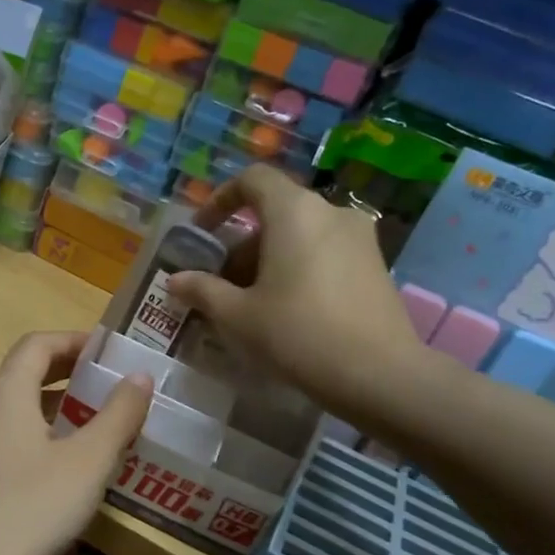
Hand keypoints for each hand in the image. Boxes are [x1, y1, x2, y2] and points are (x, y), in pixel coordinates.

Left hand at [0, 331, 151, 554]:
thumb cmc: (31, 508)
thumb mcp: (88, 462)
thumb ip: (118, 415)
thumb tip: (139, 376)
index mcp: (4, 392)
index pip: (37, 344)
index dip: (73, 340)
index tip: (106, 351)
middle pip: (20, 373)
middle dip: (63, 372)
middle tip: (102, 384)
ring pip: (7, 407)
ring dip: (46, 405)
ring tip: (84, 424)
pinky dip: (27, 433)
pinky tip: (50, 466)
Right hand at [166, 165, 424, 418]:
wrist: (379, 375)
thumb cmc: (297, 333)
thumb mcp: (237, 315)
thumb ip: (202, 290)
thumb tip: (175, 280)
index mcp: (294, 211)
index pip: (253, 179)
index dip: (220, 199)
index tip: (202, 233)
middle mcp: (330, 212)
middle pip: (275, 212)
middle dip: (240, 244)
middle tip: (219, 283)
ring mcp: (359, 238)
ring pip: (300, 235)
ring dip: (267, 260)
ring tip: (248, 304)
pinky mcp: (375, 265)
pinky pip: (323, 253)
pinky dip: (297, 269)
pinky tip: (285, 311)